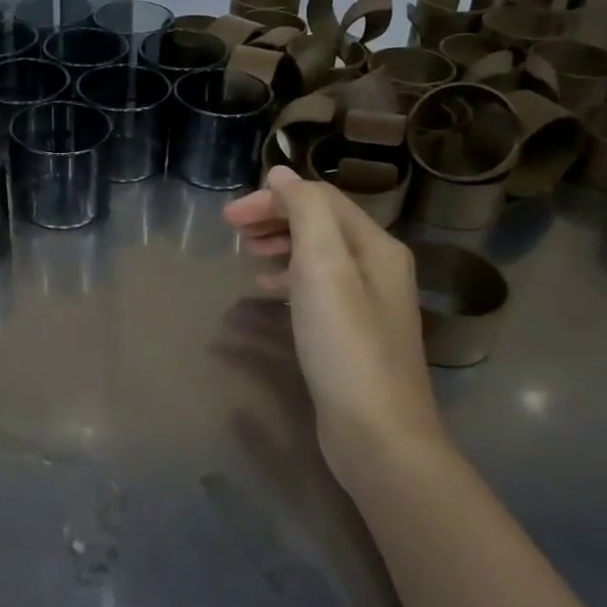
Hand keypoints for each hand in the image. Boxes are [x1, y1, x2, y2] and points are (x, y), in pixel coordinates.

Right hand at [224, 167, 443, 482]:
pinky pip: (315, 287)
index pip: (320, 200)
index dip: (273, 199)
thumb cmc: (345, 344)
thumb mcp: (323, 267)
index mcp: (375, 247)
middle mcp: (377, 268)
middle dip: (275, 218)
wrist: (377, 433)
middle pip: (320, 224)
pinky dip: (287, 278)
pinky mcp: (351, 333)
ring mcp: (367, 303)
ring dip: (279, 245)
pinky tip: (266, 291)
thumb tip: (282, 174)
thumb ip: (305, 212)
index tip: (229, 218)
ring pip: (316, 255)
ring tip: (247, 255)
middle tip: (233, 231)